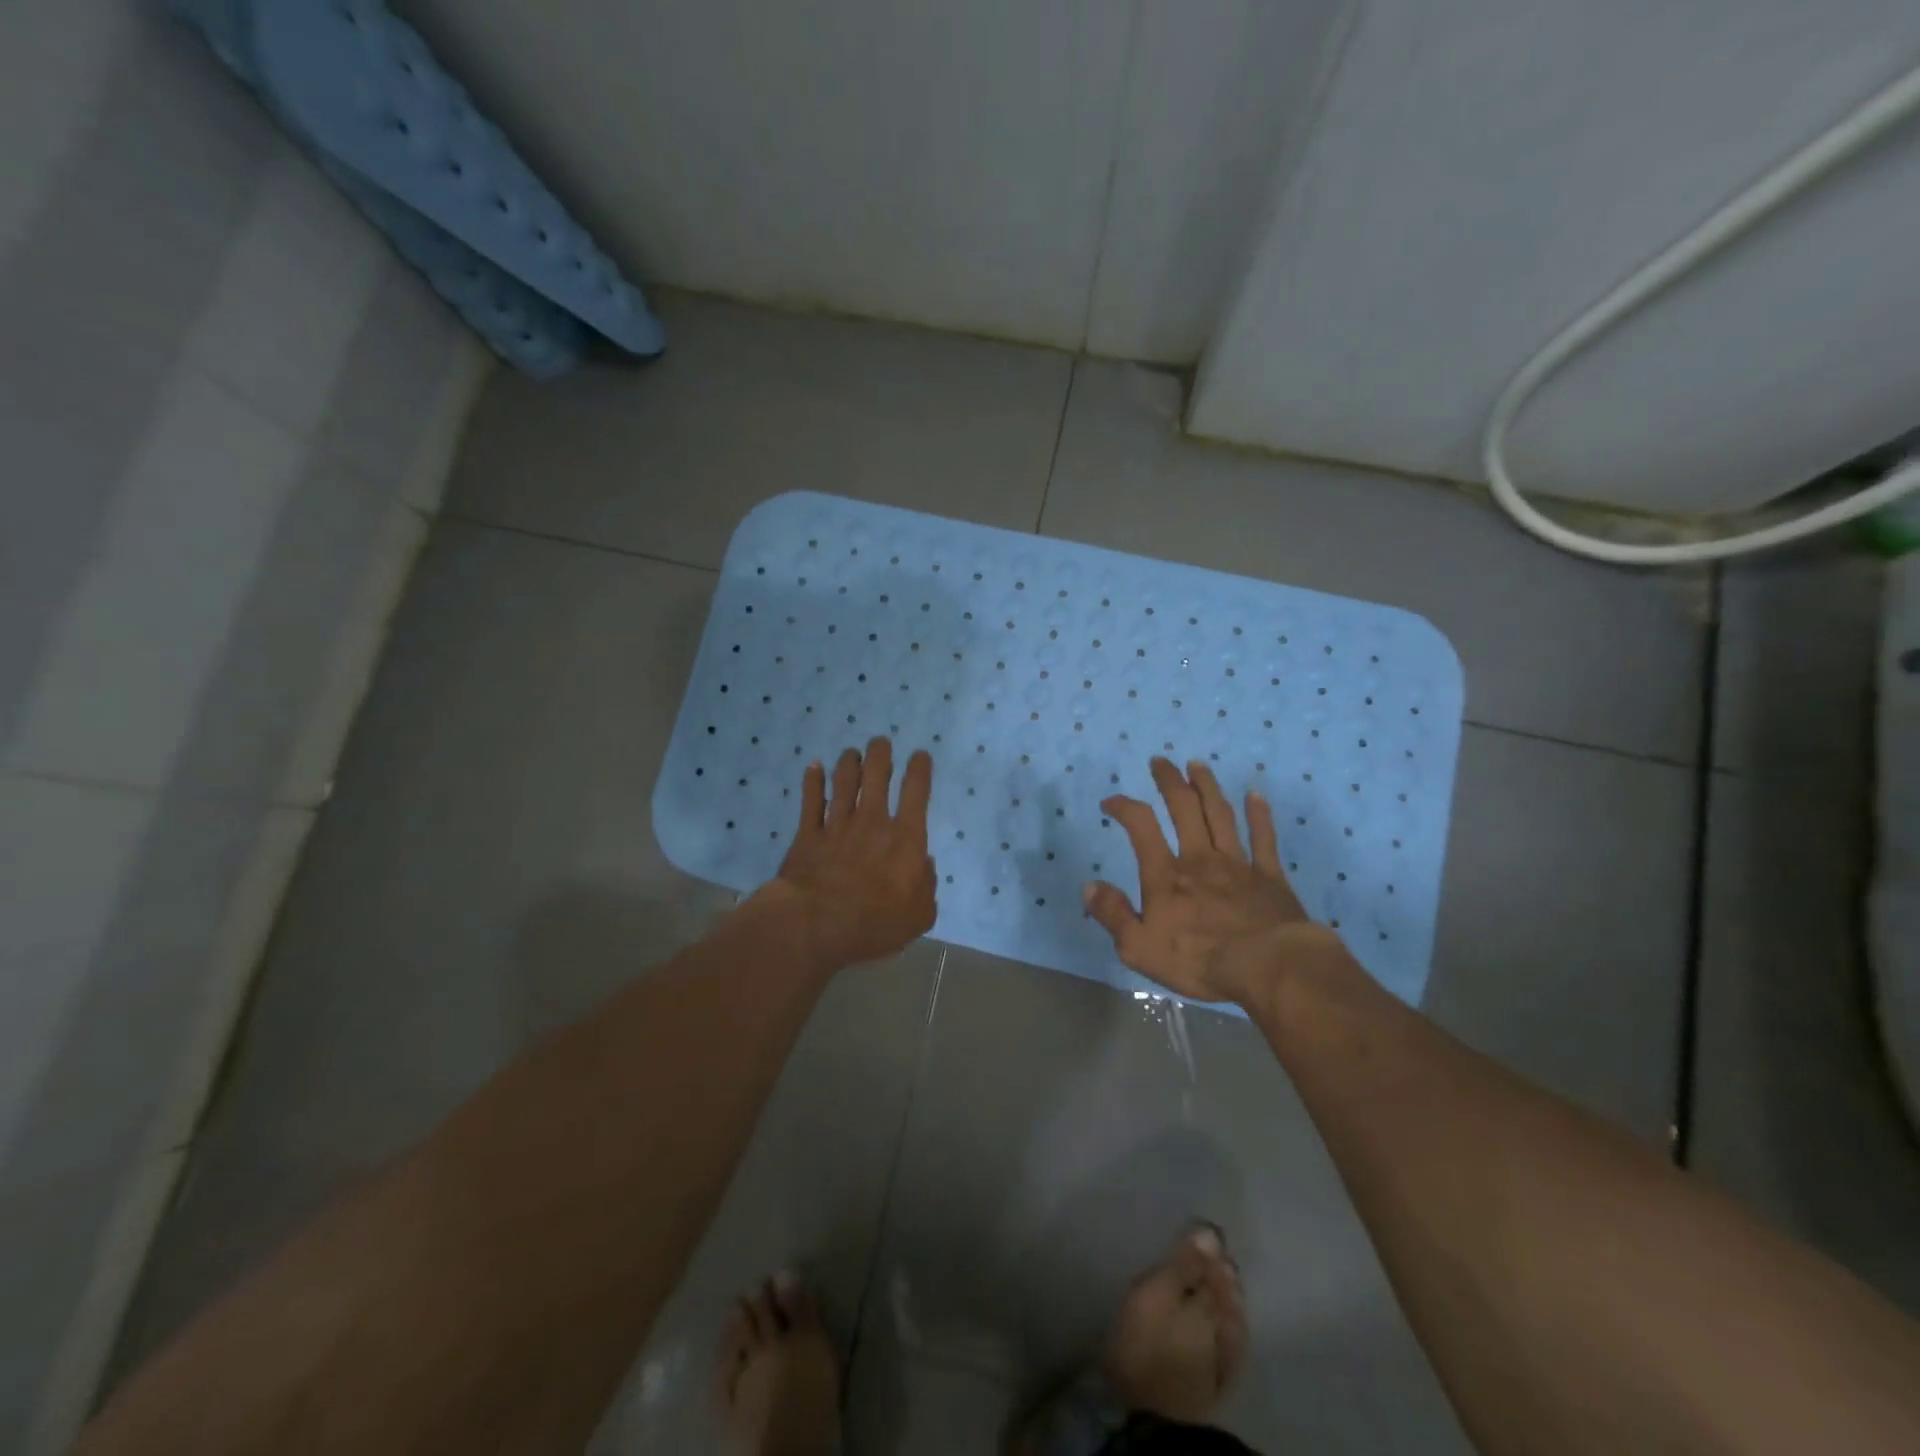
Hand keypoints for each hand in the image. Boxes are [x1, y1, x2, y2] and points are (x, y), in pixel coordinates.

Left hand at [767, 737, 936, 968]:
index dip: (920, 769)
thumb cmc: (875, 923)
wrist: (817, 924)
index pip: (916, 792)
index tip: (920, 755)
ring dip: (849, 763)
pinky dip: (813, 781)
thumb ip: (926, 886)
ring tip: (851, 752)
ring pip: (844, 782)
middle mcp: (872, 822)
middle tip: (880, 742)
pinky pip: (810, 801)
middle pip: (876, 776)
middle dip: (880, 754)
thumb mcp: (919, 914)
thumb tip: (924, 865)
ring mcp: (837, 825)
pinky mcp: (807, 836)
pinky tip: (814, 767)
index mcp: (906, 838)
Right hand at [1084, 758, 1325, 1006]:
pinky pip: (1264, 839)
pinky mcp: (1270, 878)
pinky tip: (1255, 795)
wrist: (1270, 968)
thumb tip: (1089, 886)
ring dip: (1207, 787)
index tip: (1110, 802)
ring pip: (1220, 815)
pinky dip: (1259, 815)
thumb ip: (1113, 914)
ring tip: (1197, 765)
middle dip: (1169, 782)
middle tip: (1161, 761)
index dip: (1123, 807)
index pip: (1141, 827)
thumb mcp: (1139, 947)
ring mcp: (1238, 865)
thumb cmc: (1200, 960)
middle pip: (1184, 809)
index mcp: (1166, 875)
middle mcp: (1200, 859)